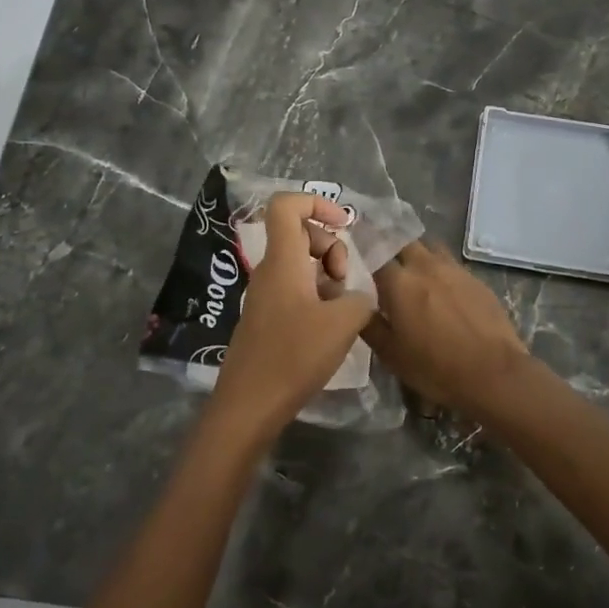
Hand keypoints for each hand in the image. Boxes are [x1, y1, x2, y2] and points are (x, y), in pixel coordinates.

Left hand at [208, 193, 374, 444]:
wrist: (249, 405)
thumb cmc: (293, 357)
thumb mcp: (343, 324)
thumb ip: (359, 298)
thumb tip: (355, 297)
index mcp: (283, 261)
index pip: (286, 205)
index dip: (316, 202)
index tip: (343, 224)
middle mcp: (269, 271)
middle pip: (299, 233)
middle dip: (330, 246)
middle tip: (343, 279)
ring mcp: (265, 295)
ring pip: (299, 263)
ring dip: (326, 275)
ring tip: (340, 307)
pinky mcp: (267, 318)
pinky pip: (294, 288)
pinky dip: (316, 296)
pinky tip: (328, 327)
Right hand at [363, 240, 529, 415]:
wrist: (493, 373)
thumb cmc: (435, 367)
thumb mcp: (390, 354)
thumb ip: (369, 324)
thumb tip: (356, 304)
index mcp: (399, 281)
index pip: (373, 254)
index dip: (363, 257)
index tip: (356, 264)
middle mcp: (425, 265)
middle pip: (402, 242)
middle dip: (390, 249)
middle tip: (384, 267)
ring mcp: (454, 269)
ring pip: (429, 248)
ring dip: (417, 255)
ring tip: (413, 275)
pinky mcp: (475, 279)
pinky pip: (450, 264)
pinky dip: (440, 270)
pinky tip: (442, 291)